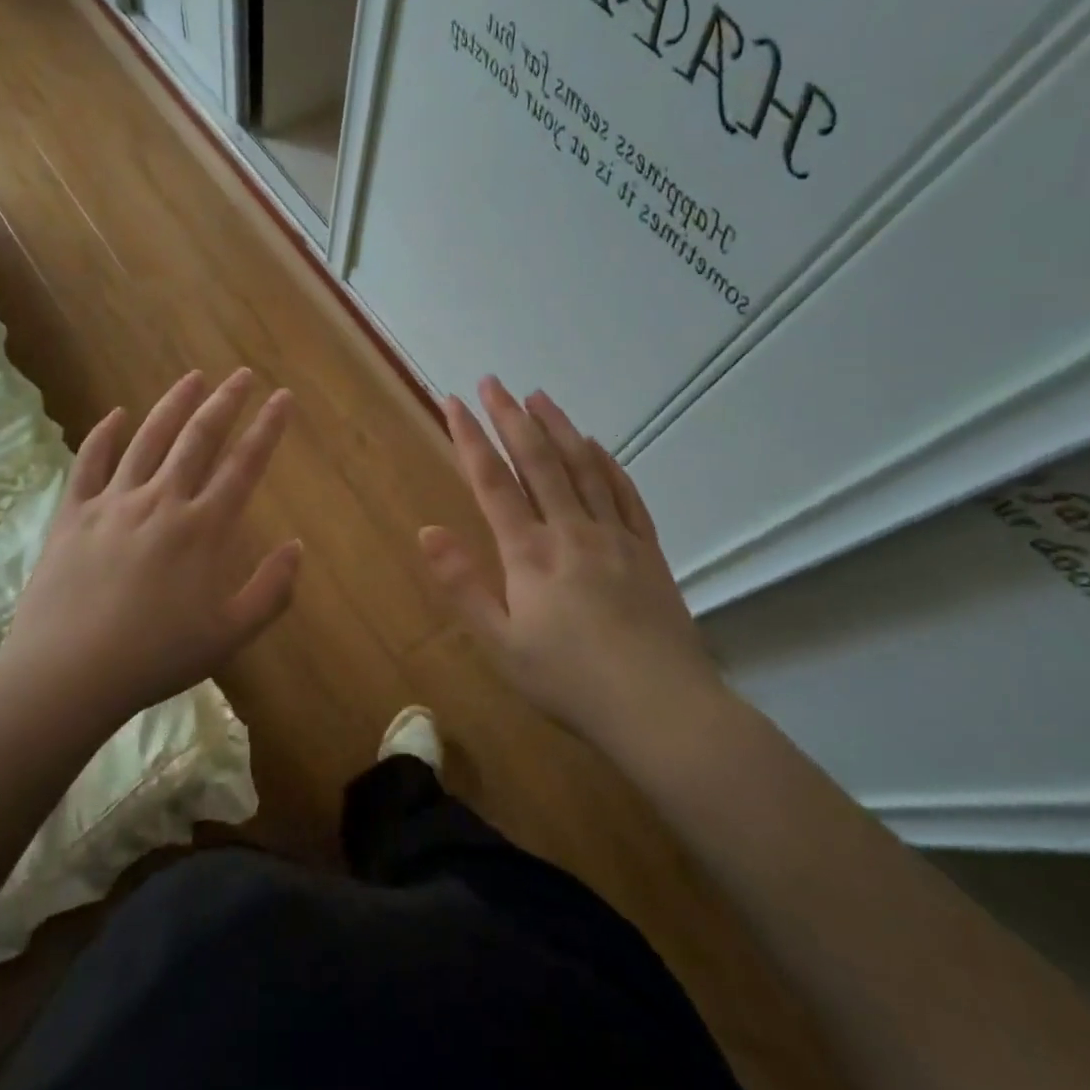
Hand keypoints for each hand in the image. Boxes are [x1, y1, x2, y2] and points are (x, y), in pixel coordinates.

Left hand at [0, 368, 300, 727]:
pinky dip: (103, 435)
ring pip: (149, 439)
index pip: (244, 464)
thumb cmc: (156, 658)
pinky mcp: (73, 514)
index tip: (282, 397)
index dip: (268, 428)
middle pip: (198, 438)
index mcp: (203, 528)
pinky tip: (115, 415)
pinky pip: (90, 463)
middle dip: (225, 402)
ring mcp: (114, 502)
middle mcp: (162, 501)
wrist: (69, 673)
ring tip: (193, 378)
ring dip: (173, 404)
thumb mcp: (229, 635)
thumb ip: (271, 590)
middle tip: (243, 375)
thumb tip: (296, 547)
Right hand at [419, 376, 718, 736]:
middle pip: (537, 460)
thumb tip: (427, 531)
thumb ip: (463, 585)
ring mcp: (614, 536)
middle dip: (510, 417)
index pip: (492, 482)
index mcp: (530, 553)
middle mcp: (571, 531)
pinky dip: (606, 463)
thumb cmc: (569, 681)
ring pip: (582, 466)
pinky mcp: (647, 550)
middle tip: (492, 381)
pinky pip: (624, 493)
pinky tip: (595, 445)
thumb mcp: (501, 644)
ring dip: (557, 427)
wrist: (662, 708)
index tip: (452, 401)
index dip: (469, 438)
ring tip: (538, 396)